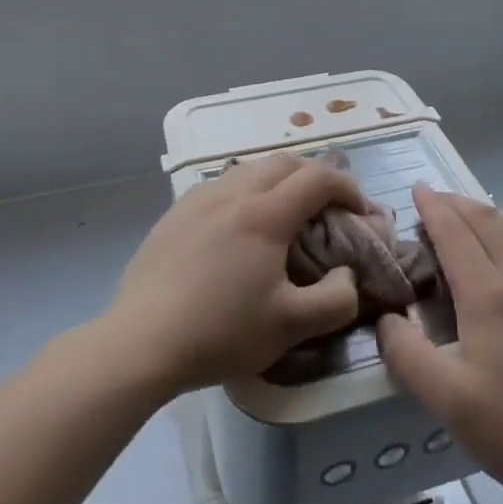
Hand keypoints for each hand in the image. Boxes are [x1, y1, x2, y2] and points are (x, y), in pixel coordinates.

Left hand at [110, 155, 366, 396]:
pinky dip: (245, 191)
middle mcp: (233, 193)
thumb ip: (336, 299)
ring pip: (249, 168)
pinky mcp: (175, 212)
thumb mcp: (291, 327)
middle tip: (326, 208)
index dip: (348, 188)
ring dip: (278, 180)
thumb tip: (347, 274)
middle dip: (315, 176)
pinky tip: (238, 225)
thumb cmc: (221, 332)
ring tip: (284, 213)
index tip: (360, 211)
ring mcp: (199, 198)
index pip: (319, 178)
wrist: (142, 341)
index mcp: (266, 214)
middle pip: (284, 162)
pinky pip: (221, 184)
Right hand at [377, 187, 502, 503]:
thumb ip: (406, 355)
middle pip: (488, 221)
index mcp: (490, 296)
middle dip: (458, 204)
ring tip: (472, 218)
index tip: (418, 189)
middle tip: (436, 201)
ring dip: (491, 213)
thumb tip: (386, 318)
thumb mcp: (446, 401)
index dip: (434, 208)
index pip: (456, 233)